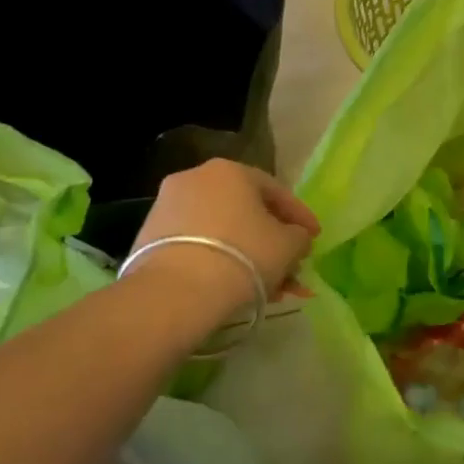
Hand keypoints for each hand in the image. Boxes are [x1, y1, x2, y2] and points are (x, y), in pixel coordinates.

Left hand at [129, 160, 321, 325]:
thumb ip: (299, 236)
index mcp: (231, 170)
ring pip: (222, 231)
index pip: (276, 190)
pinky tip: (235, 287)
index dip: (300, 217)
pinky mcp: (149, 237)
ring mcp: (168, 207)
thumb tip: (295, 237)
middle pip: (246, 211)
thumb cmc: (243, 255)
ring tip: (267, 287)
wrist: (174, 292)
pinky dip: (219, 261)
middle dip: (272, 241)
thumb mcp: (289, 245)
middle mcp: (196, 178)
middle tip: (290, 265)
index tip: (314, 239)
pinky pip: (197, 245)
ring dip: (248, 255)